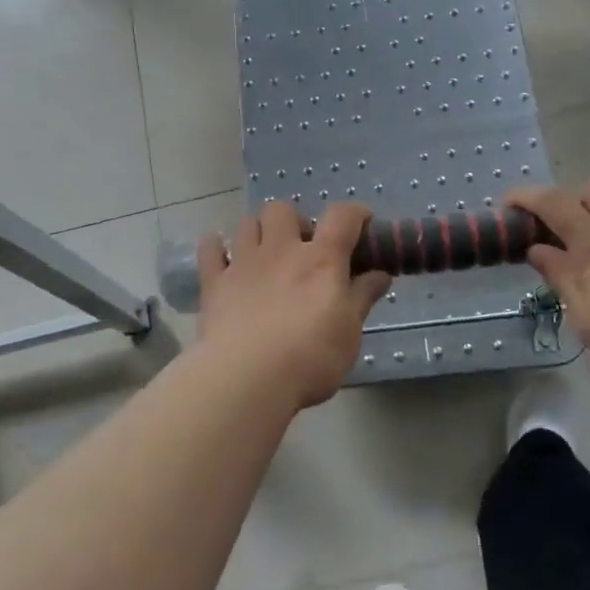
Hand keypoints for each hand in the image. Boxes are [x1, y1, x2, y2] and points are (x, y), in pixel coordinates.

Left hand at [194, 202, 391, 410]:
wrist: (247, 378)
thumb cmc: (310, 357)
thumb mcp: (349, 333)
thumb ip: (362, 298)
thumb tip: (380, 275)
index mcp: (320, 260)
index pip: (342, 218)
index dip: (355, 214)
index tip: (362, 223)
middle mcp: (281, 250)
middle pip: (283, 210)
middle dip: (294, 222)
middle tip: (302, 249)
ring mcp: (243, 263)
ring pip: (247, 223)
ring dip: (258, 232)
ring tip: (265, 255)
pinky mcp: (214, 283)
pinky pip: (210, 250)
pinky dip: (216, 248)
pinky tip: (222, 258)